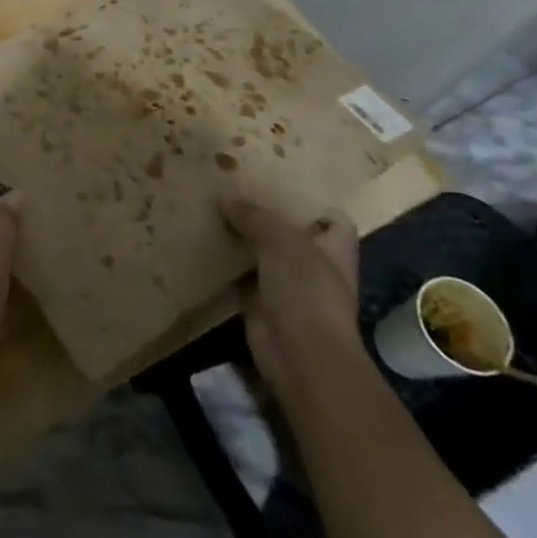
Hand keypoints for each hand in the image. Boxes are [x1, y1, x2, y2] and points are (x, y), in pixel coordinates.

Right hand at [219, 198, 362, 397]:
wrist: (300, 356)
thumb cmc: (306, 292)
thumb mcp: (283, 242)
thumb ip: (255, 216)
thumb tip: (225, 196)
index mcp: (334, 248)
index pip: (331, 218)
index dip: (311, 201)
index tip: (278, 181)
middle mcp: (314, 265)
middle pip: (289, 232)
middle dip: (264, 214)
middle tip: (231, 186)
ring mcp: (287, 286)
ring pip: (261, 252)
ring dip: (240, 237)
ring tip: (210, 206)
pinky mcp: (260, 303)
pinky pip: (239, 275)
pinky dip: (224, 263)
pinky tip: (201, 241)